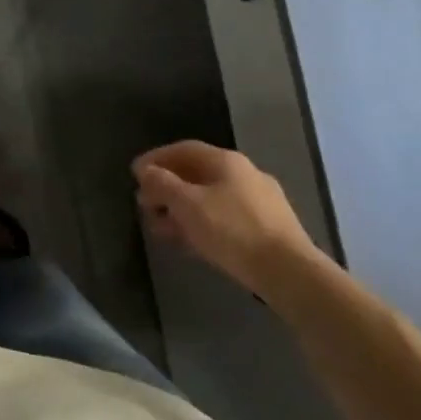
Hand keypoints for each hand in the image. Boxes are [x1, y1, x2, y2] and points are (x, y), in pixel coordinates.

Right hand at [133, 141, 316, 294]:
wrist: (287, 270)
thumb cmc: (231, 229)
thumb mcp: (187, 204)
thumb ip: (162, 184)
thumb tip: (146, 171)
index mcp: (226, 161)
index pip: (183, 149)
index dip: (156, 158)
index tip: (133, 174)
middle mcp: (244, 174)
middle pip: (196, 174)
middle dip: (166, 187)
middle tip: (144, 203)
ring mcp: (258, 201)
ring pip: (209, 198)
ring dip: (180, 209)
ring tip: (159, 227)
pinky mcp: (266, 227)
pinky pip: (223, 217)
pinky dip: (200, 223)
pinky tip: (187, 241)